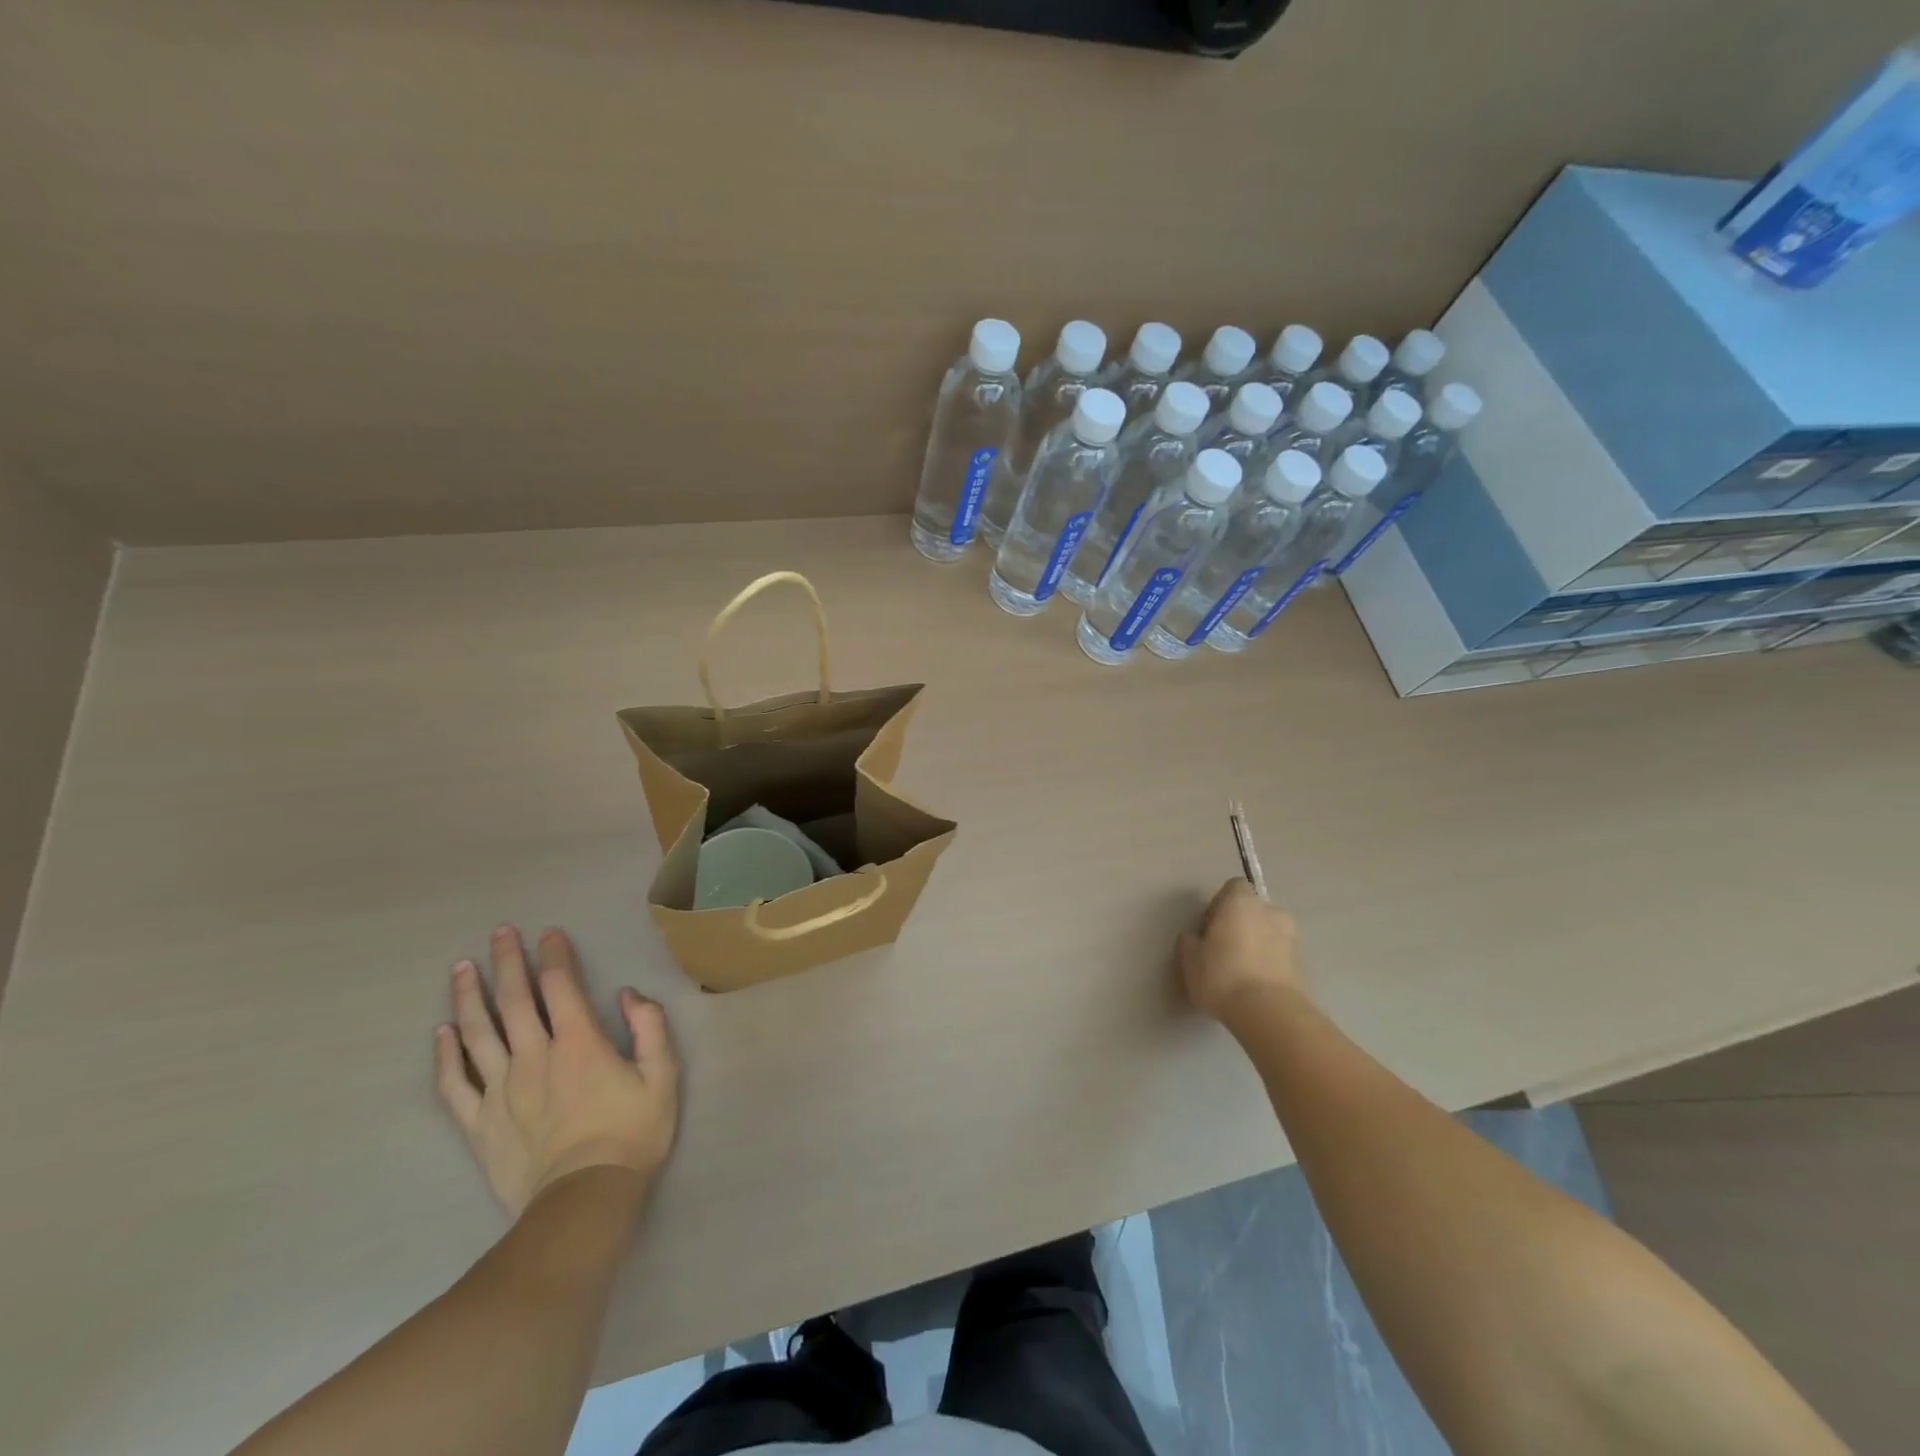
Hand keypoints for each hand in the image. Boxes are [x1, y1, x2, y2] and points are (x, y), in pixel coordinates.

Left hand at [434, 926, 679, 1217]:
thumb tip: (628, 994)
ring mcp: (501, 1090)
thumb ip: (650, 1028)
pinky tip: (441, 1034)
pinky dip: (445, 1056)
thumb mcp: (663, 1075)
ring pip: (477, 1034)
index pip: (560, 986)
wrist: (584, 1200)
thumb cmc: (631, 1133)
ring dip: (468, 997)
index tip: (549, 933)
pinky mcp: (480, 1123)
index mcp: (579, 1042)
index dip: (554, 955)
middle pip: (513, 1000)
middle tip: (499, 933)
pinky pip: (455, 1084)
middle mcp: (534, 1056)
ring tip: (462, 969)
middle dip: (506, 962)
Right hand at [1178, 878, 1305, 1022]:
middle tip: (1223, 948)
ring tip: (1240, 970)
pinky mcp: (1304, 964)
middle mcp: (1271, 911)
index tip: (1209, 927)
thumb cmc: (1222, 976)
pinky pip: (1280, 955)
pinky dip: (1269, 962)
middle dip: (1240, 924)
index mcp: (1242, 901)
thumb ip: (1190, 941)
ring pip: (1269, 932)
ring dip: (1257, 943)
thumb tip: (1195, 938)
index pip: (1233, 887)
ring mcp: (1292, 937)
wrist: (1269, 1013)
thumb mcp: (1190, 959)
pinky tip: (1254, 984)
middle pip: (1253, 909)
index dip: (1220, 904)